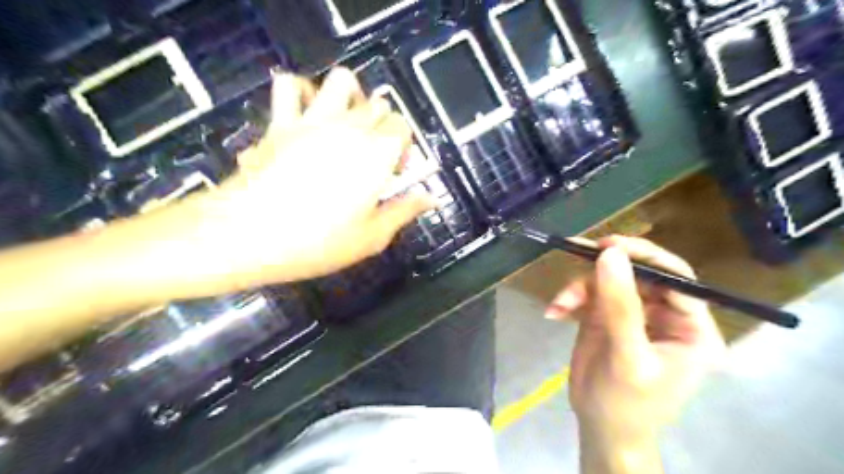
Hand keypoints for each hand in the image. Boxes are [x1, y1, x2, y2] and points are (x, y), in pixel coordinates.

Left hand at [171, 69, 434, 291]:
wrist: (247, 234)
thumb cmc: (316, 241)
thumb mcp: (371, 237)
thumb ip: (403, 212)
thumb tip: (429, 199)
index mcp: (376, 154)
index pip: (402, 127)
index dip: (403, 147)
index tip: (394, 173)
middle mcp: (349, 127)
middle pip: (378, 106)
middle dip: (383, 127)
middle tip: (374, 158)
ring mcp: (312, 119)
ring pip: (342, 81)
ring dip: (351, 97)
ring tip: (348, 124)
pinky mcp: (280, 122)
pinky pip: (290, 86)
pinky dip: (303, 92)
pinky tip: (307, 114)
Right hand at [548, 236, 725, 470]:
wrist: (600, 429)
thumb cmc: (627, 404)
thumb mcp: (627, 356)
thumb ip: (620, 305)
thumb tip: (610, 254)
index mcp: (691, 326)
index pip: (676, 277)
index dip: (645, 255)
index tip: (608, 245)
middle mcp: (665, 314)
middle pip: (637, 272)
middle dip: (603, 268)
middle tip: (575, 250)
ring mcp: (633, 313)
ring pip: (608, 280)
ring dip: (579, 288)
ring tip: (560, 306)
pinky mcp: (606, 316)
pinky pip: (589, 293)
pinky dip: (569, 299)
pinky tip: (555, 312)